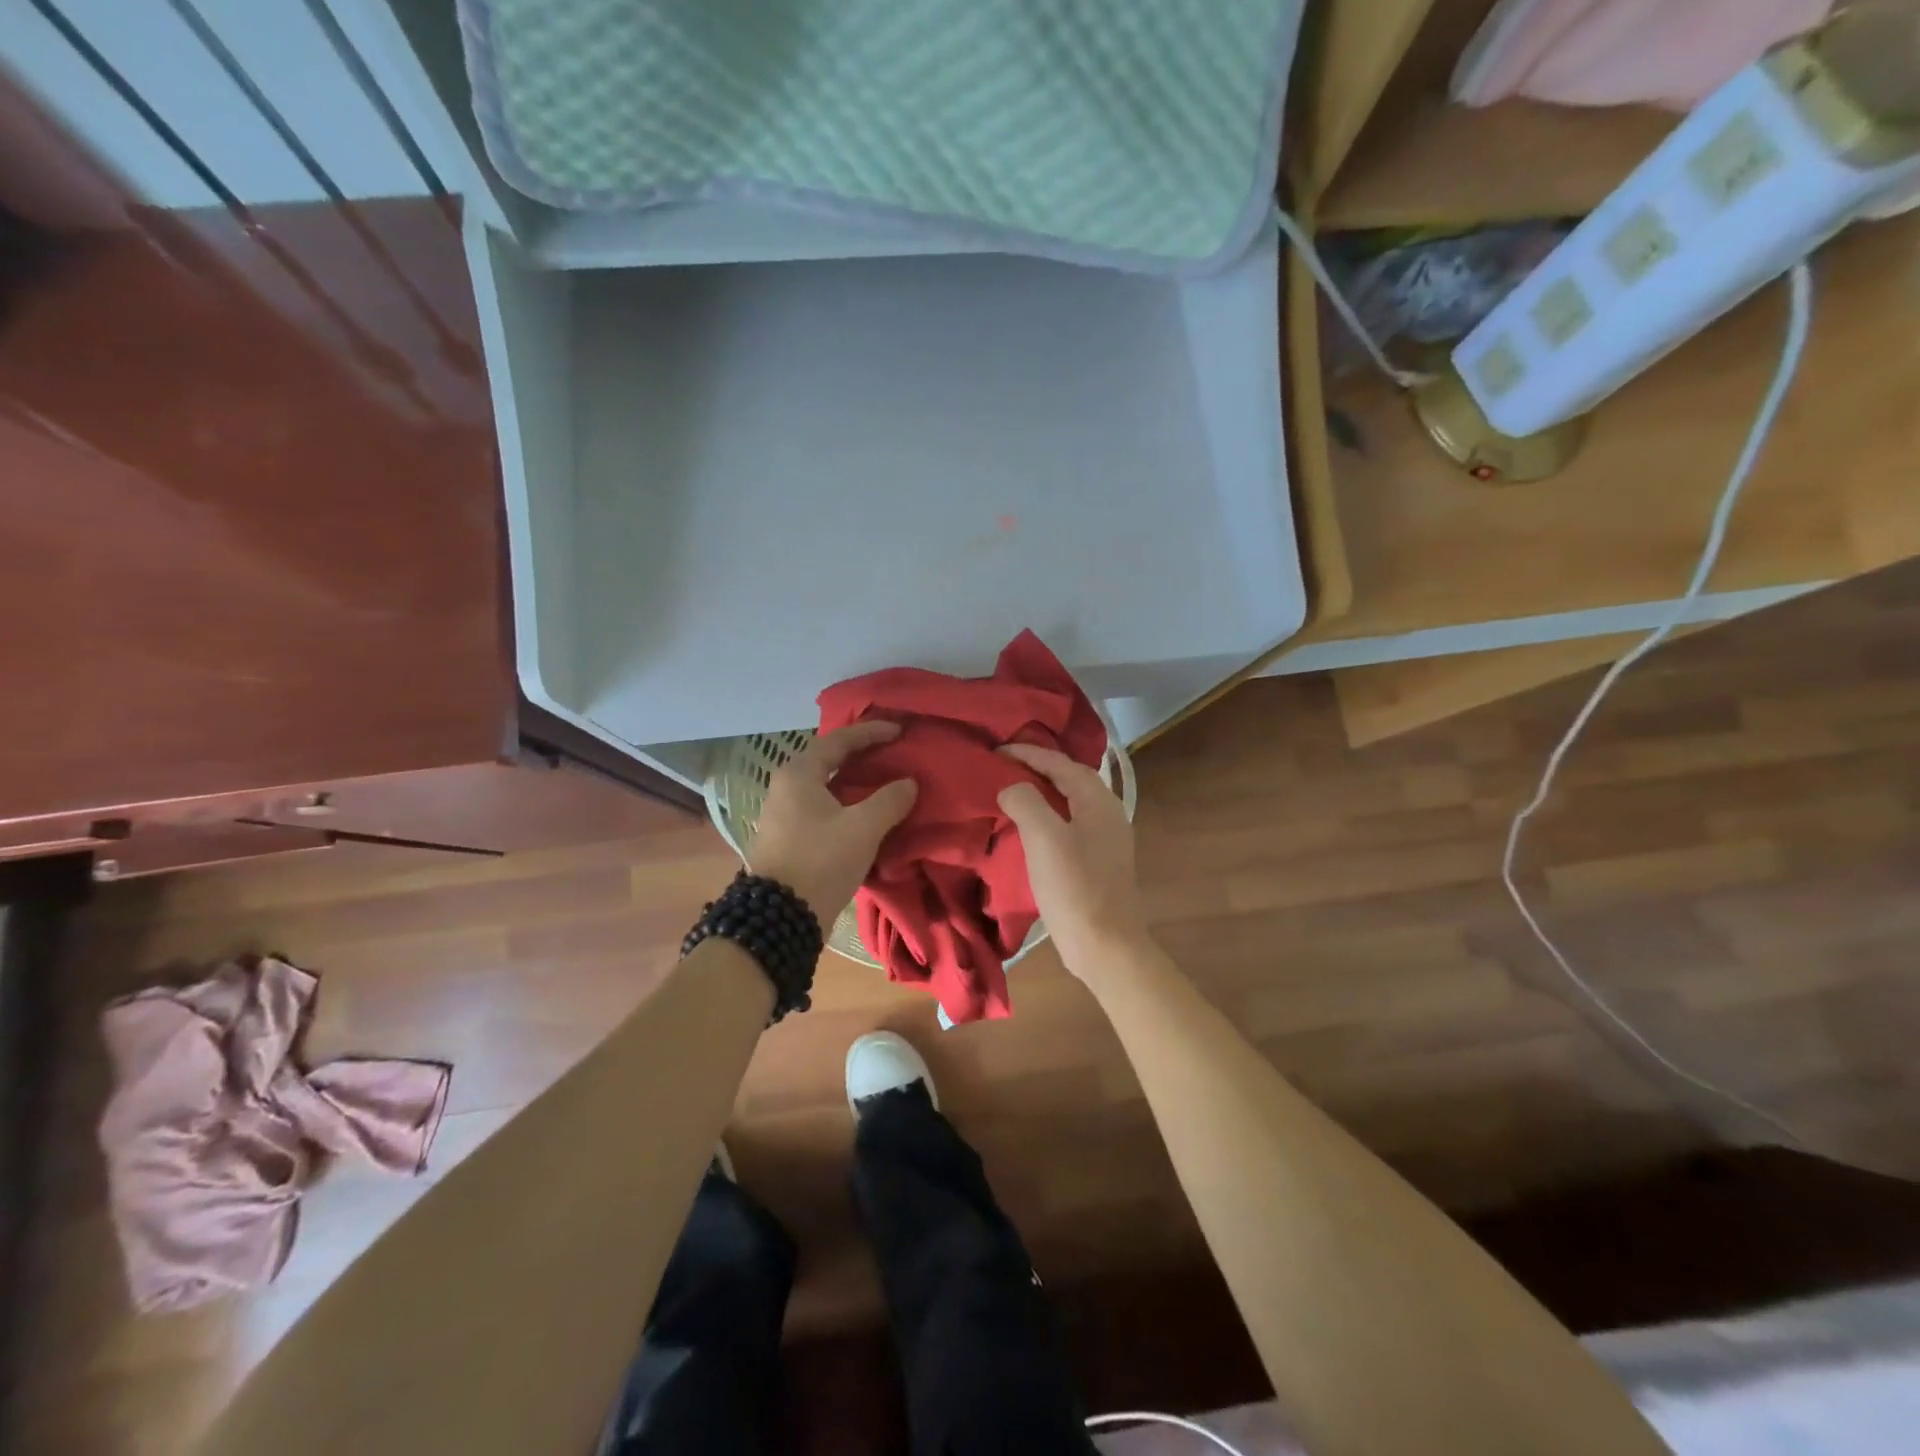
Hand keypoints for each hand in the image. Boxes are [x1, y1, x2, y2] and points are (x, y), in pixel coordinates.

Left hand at [746, 721, 918, 921]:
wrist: (780, 917)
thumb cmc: (820, 861)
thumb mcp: (862, 828)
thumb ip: (889, 800)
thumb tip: (908, 783)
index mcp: (799, 775)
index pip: (838, 740)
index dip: (871, 733)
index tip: (899, 731)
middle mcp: (786, 788)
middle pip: (828, 760)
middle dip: (861, 755)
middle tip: (891, 752)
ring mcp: (784, 814)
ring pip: (825, 786)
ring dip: (854, 782)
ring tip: (883, 781)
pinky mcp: (789, 838)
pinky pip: (822, 808)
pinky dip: (846, 803)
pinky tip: (866, 813)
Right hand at [997, 744, 1149, 978]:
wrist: (1106, 947)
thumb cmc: (1075, 888)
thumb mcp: (1044, 838)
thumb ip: (1026, 801)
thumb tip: (1012, 788)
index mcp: (1098, 801)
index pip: (1060, 764)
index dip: (1028, 753)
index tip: (996, 751)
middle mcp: (1108, 813)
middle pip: (1069, 779)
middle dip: (1037, 768)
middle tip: (1003, 766)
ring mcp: (1106, 839)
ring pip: (1069, 803)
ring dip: (1042, 793)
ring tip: (1011, 792)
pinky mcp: (1098, 862)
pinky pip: (1069, 825)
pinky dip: (1047, 817)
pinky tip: (1029, 830)